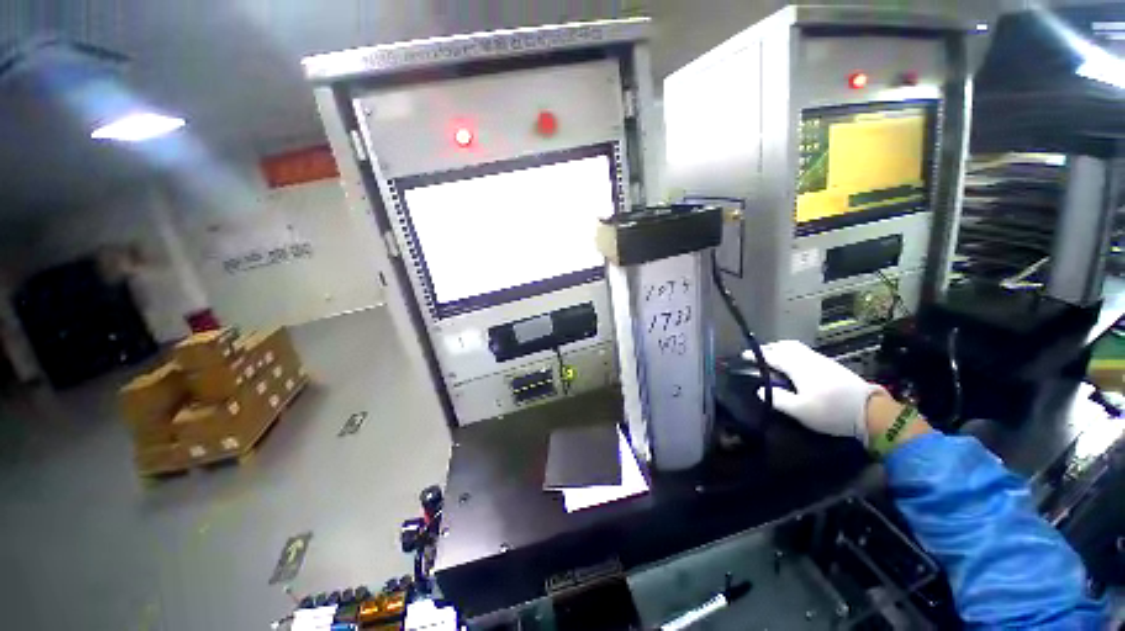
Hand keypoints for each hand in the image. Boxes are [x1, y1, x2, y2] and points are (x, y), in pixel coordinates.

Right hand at [752, 340, 882, 444]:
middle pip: (784, 345)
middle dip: (769, 348)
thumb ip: (777, 399)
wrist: (872, 412)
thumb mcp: (800, 410)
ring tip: (774, 358)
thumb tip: (760, 390)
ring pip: (796, 347)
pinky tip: (794, 364)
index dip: (756, 354)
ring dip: (781, 349)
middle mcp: (808, 358)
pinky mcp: (831, 366)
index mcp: (797, 366)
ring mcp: (821, 360)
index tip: (743, 355)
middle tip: (758, 355)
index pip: (771, 355)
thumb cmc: (831, 411)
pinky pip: (805, 352)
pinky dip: (793, 353)